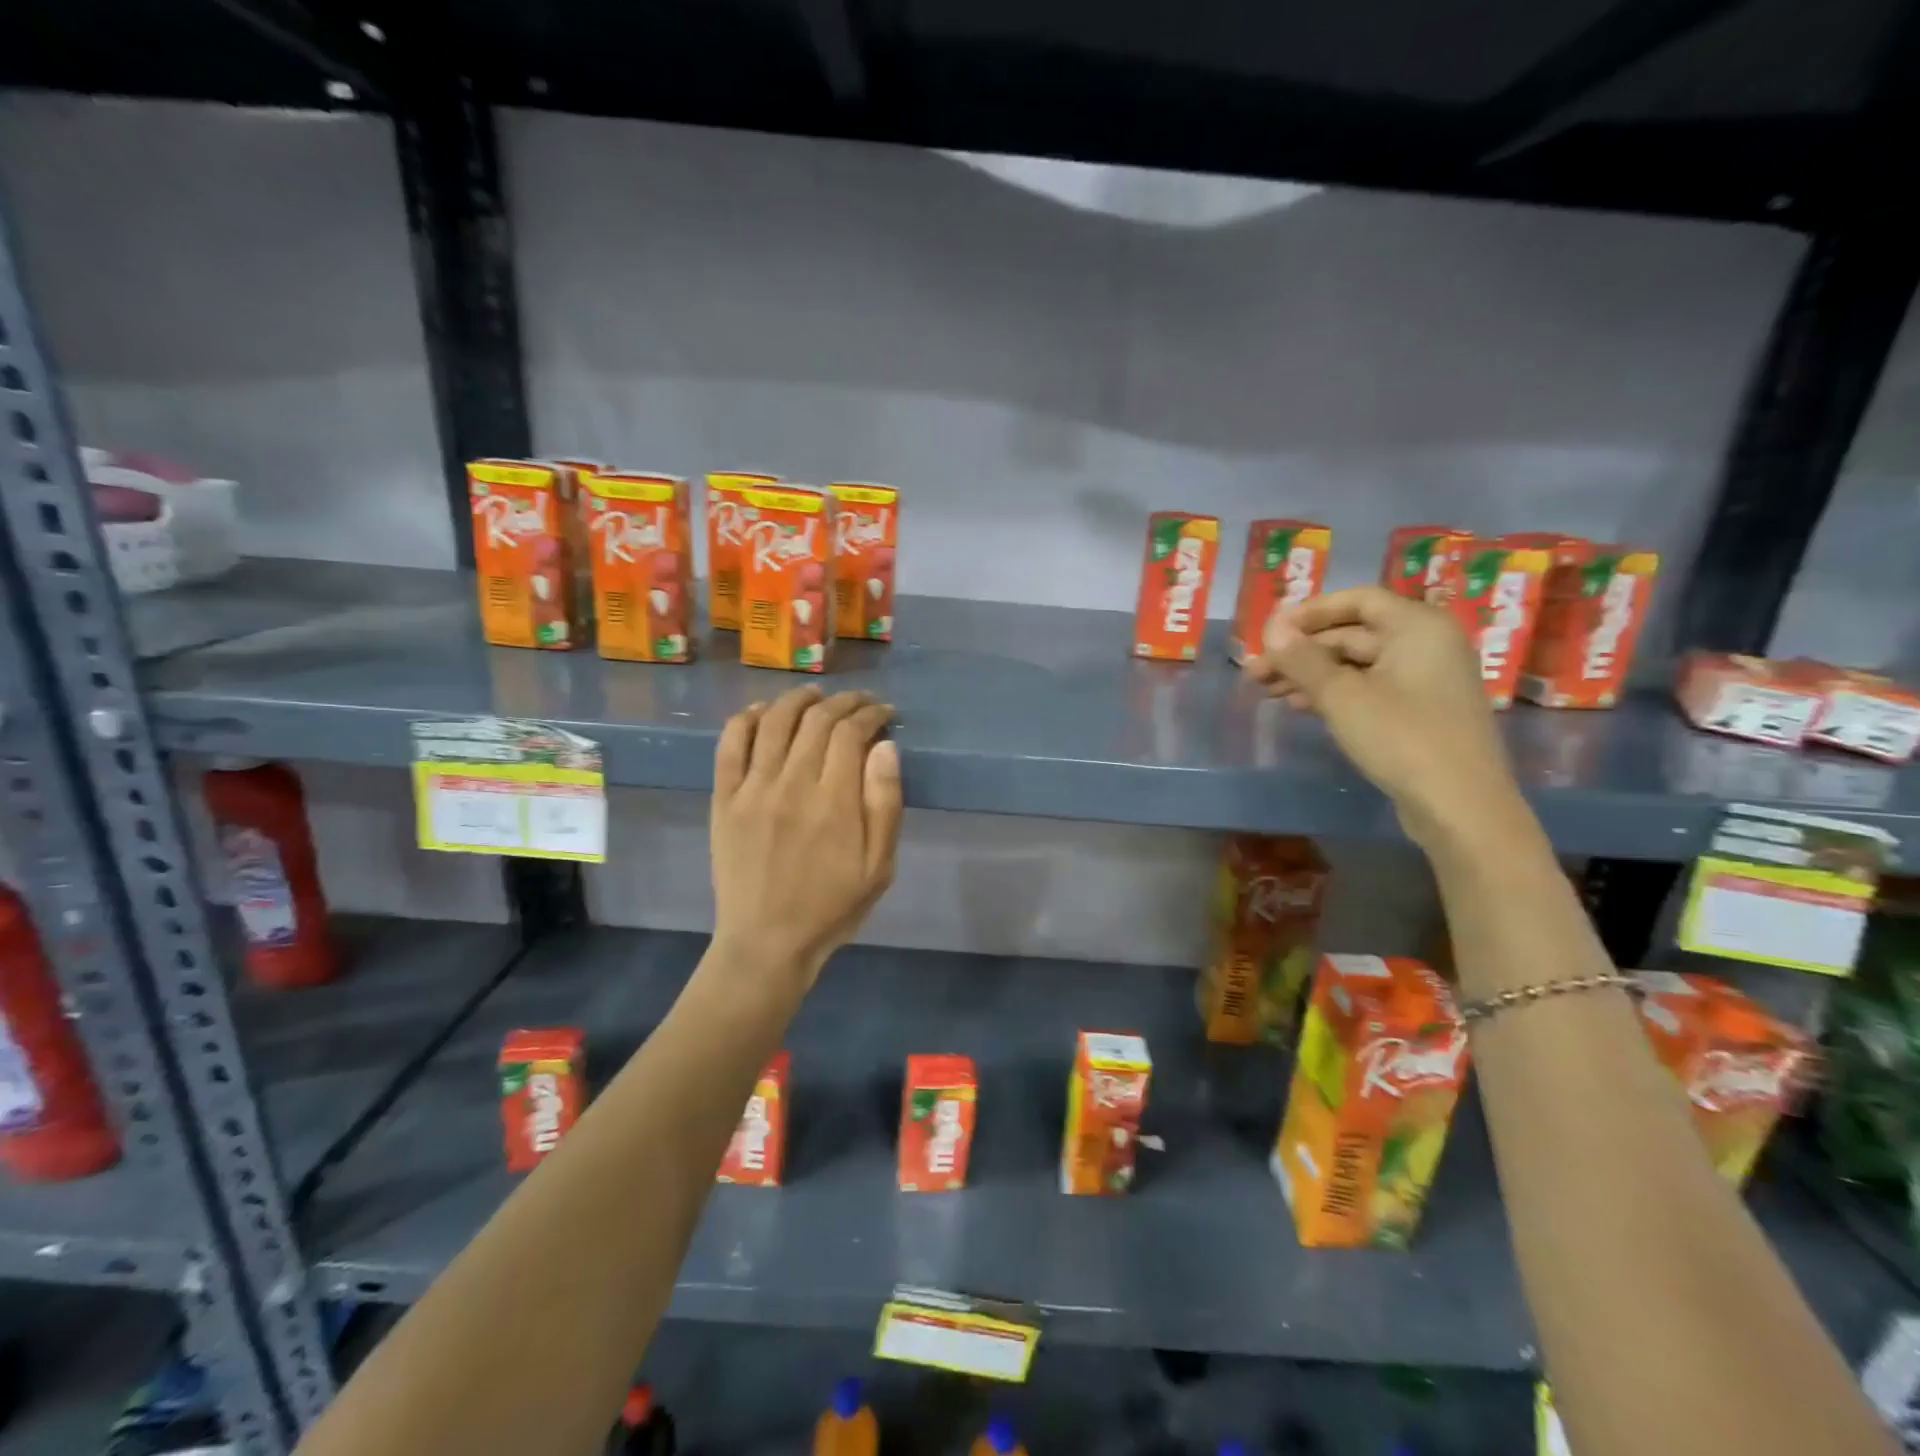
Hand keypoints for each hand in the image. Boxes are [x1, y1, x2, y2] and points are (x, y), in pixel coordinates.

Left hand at [710, 687, 902, 986]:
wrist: (767, 942)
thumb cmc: (831, 907)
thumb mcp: (879, 867)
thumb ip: (885, 804)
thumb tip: (885, 747)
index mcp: (834, 802)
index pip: (852, 733)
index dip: (871, 714)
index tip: (884, 714)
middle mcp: (792, 784)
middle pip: (817, 720)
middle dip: (843, 702)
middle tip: (859, 702)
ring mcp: (752, 790)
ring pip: (774, 722)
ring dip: (798, 699)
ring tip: (815, 694)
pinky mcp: (723, 800)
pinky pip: (729, 745)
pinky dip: (745, 719)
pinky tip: (761, 712)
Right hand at [1244, 587, 1521, 845]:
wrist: (1459, 806)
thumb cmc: (1401, 738)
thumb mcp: (1341, 696)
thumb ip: (1302, 659)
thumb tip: (1272, 628)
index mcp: (1417, 626)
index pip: (1357, 600)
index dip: (1309, 612)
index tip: (1269, 632)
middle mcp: (1426, 644)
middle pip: (1352, 634)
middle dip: (1301, 651)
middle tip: (1256, 671)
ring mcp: (1425, 680)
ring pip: (1356, 664)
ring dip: (1310, 674)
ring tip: (1266, 691)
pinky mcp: (1419, 712)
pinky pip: (1369, 688)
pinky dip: (1333, 693)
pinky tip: (1299, 706)